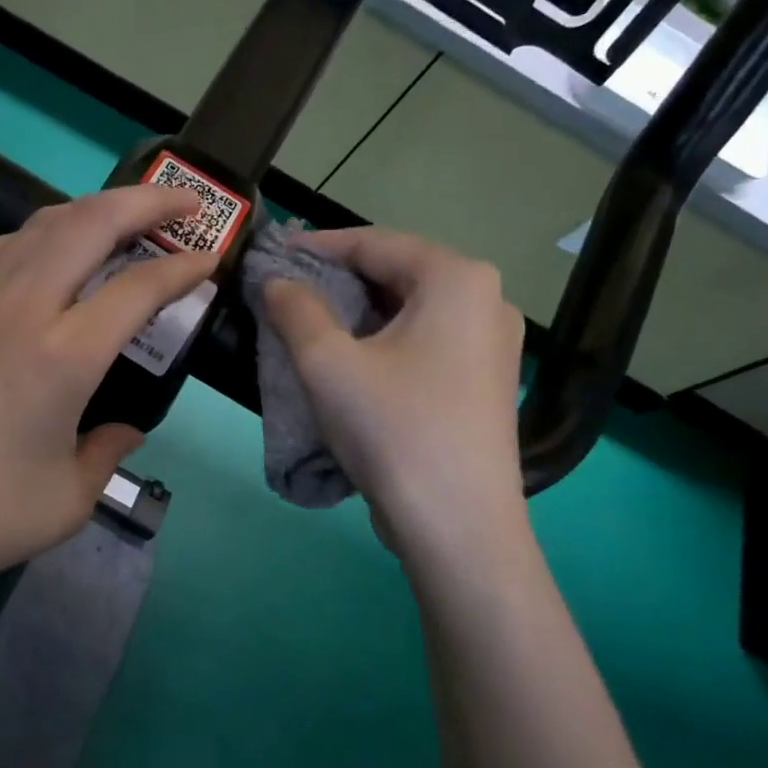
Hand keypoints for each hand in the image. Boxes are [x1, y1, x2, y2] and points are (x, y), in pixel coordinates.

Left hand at [0, 186, 215, 625]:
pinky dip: (35, 235)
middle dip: (145, 202)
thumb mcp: (68, 501)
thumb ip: (107, 453)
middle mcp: (19, 311)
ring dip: (90, 209)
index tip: (213, 260)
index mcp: (62, 356)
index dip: (184, 268)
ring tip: (123, 218)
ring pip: (38, 226)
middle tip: (185, 203)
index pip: (138, 288)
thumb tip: (124, 429)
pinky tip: (45, 254)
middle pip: (88, 224)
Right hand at [262, 227, 527, 549]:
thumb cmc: (392, 429)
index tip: (273, 253)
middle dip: (339, 278)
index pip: (375, 242)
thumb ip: (295, 308)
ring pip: (412, 308)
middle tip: (287, 289)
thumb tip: (277, 281)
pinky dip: (385, 339)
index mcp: (457, 278)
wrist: (457, 525)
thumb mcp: (327, 362)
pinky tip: (353, 358)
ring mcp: (494, 343)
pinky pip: (427, 339)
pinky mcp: (486, 380)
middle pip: (398, 272)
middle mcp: (487, 299)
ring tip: (311, 322)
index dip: (318, 245)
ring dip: (359, 310)